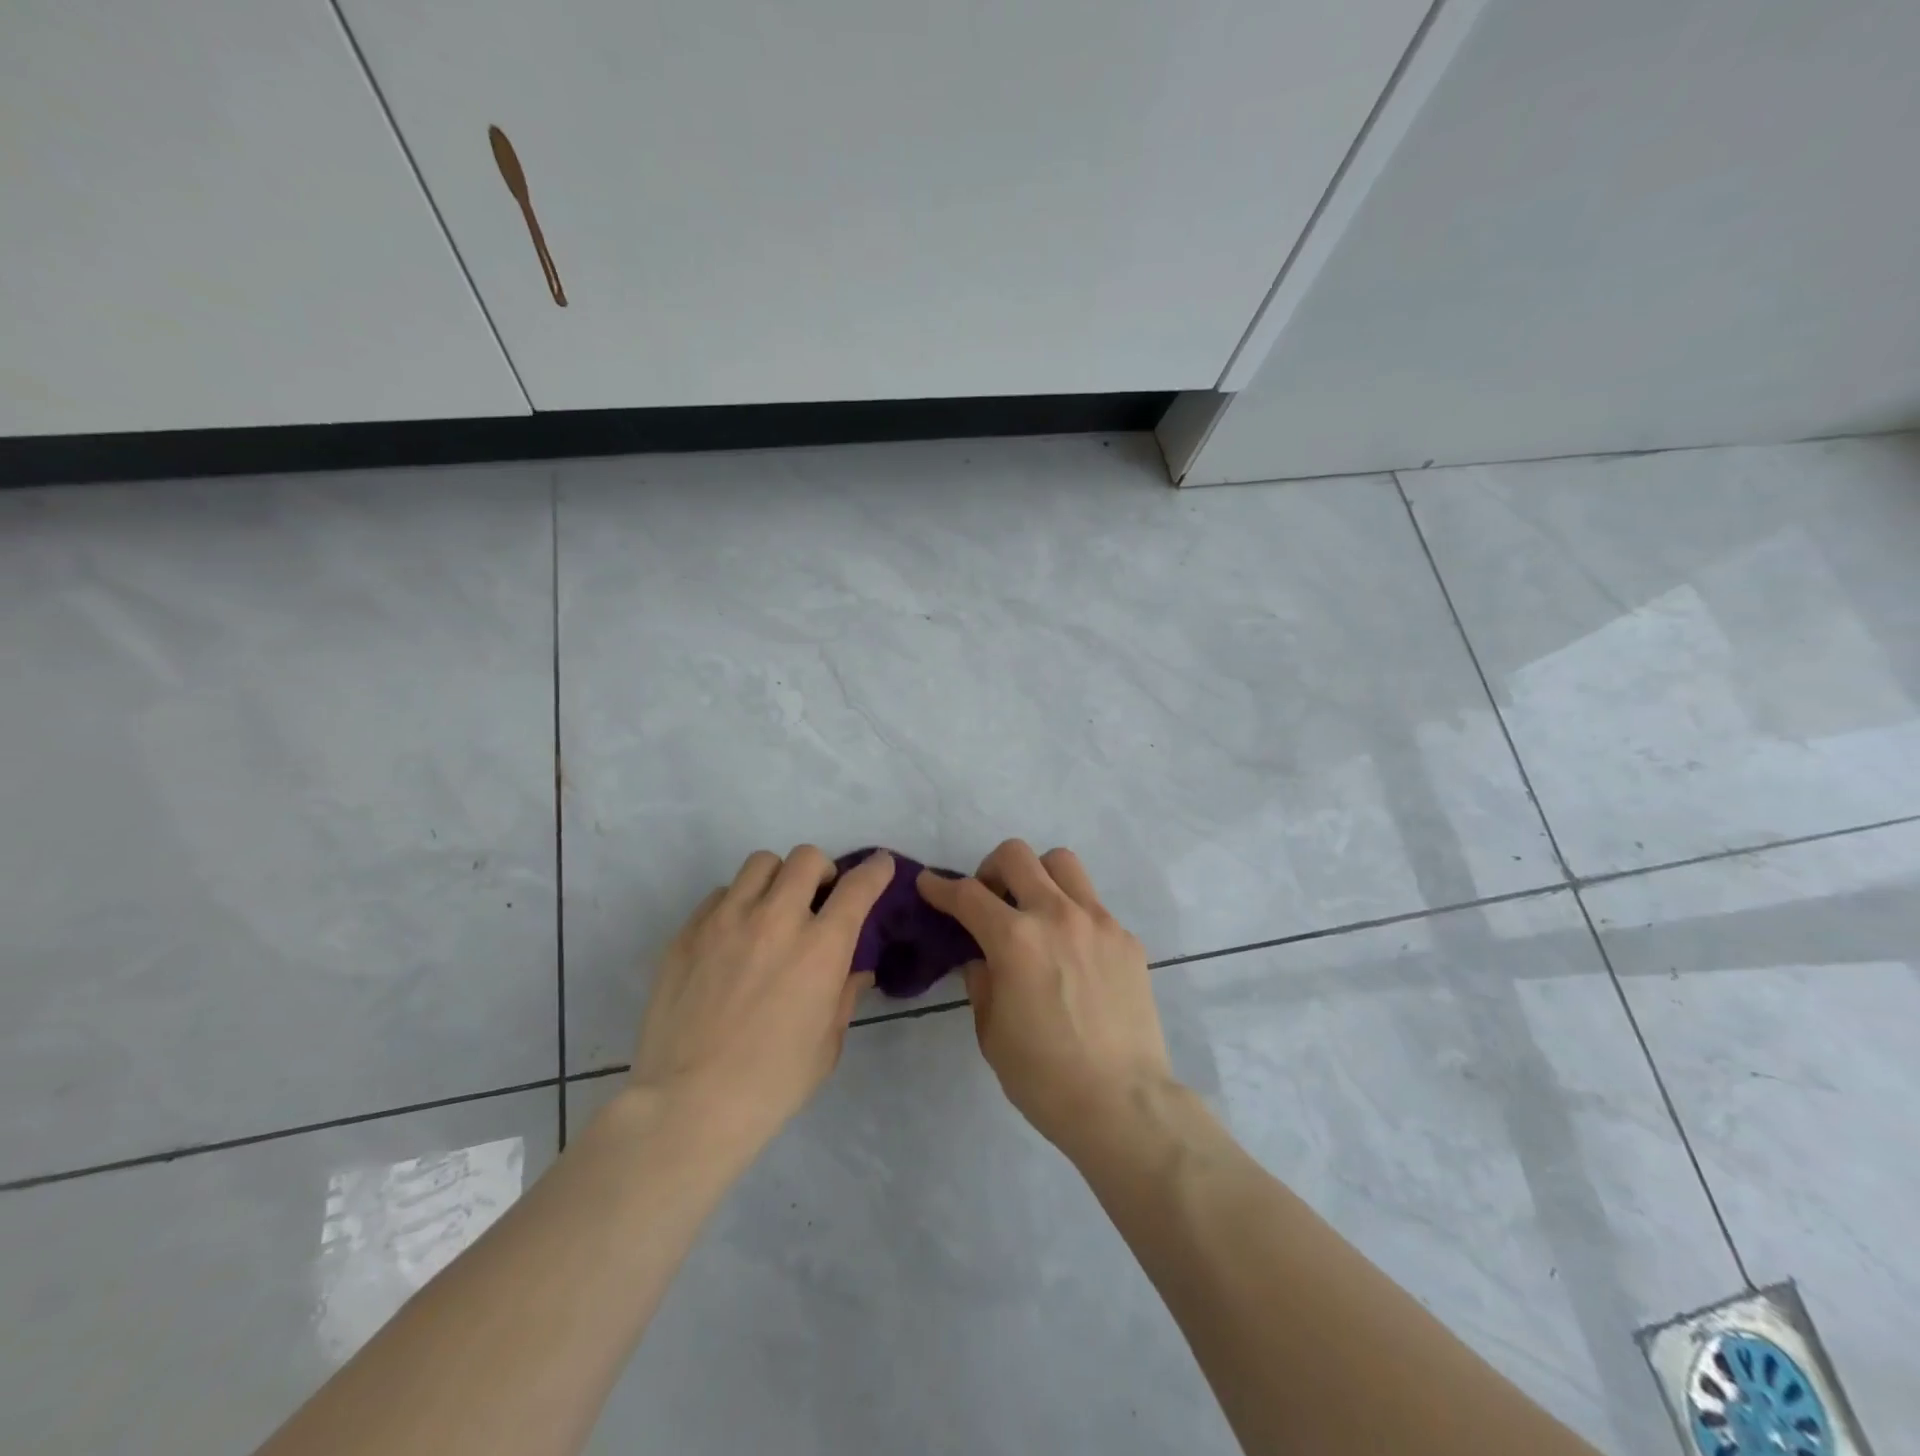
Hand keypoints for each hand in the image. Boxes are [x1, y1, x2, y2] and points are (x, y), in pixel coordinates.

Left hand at [629, 846, 892, 1154]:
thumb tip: (854, 971)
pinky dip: (736, 904)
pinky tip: (733, 937)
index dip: (876, 870)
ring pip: (761, 863)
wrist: (688, 1106)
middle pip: (806, 858)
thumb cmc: (772, 1084)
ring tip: (772, 909)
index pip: (859, 887)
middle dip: (822, 871)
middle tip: (818, 898)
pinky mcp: (688, 932)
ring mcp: (727, 920)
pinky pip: (720, 894)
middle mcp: (776, 919)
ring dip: (777, 879)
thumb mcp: (827, 1045)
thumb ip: (844, 996)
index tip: (880, 866)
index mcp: (820, 948)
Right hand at [916, 840, 1175, 1160]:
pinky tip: (1072, 953)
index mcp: (1015, 940)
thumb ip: (981, 982)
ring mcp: (1098, 922)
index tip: (928, 883)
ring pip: (1062, 863)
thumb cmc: (1044, 1077)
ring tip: (1034, 910)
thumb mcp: (992, 1032)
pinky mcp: (1126, 938)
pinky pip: (1093, 904)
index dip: (941, 887)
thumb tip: (981, 958)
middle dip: (990, 869)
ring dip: (1038, 876)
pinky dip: (1072, 913)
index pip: (968, 895)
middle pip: (1016, 856)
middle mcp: (1056, 915)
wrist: (1122, 1103)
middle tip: (989, 899)